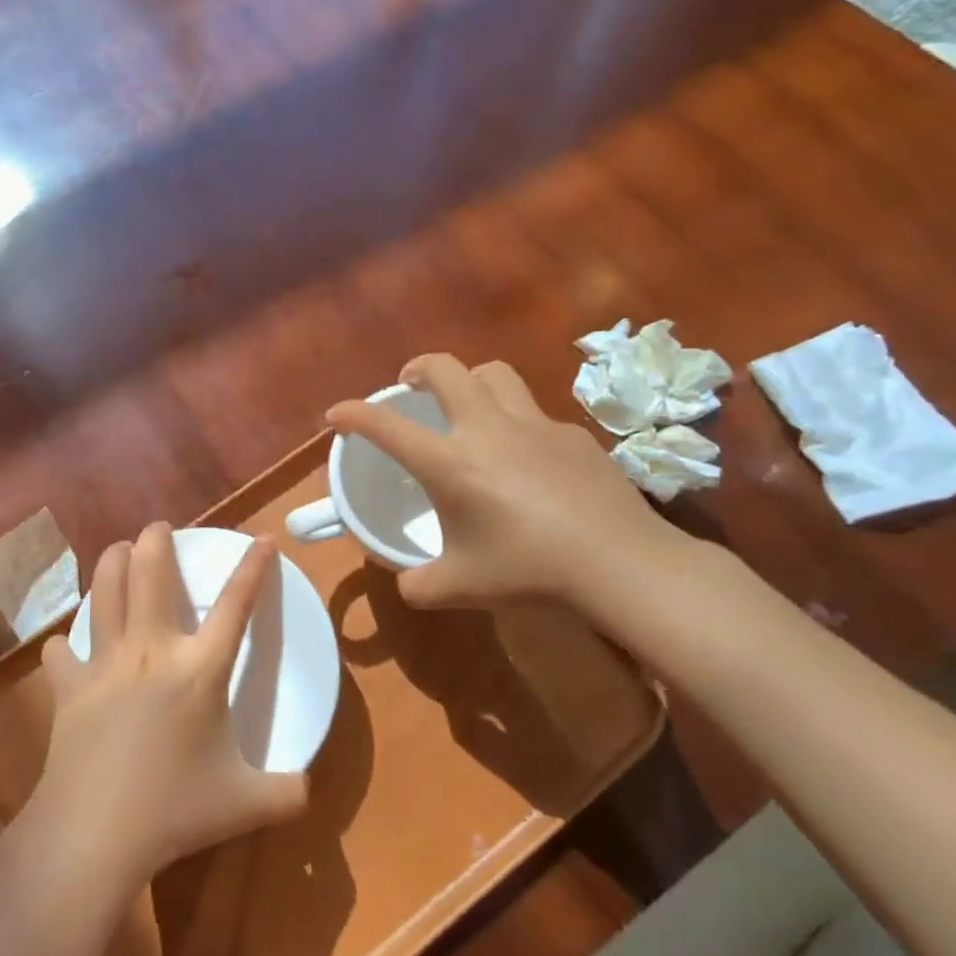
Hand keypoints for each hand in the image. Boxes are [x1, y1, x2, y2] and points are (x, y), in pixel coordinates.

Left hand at [32, 523, 307, 888]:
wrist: (94, 833)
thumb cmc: (174, 812)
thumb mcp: (247, 804)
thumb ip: (288, 793)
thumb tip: (309, 791)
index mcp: (199, 670)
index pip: (235, 605)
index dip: (253, 567)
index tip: (262, 538)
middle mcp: (151, 650)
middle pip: (151, 573)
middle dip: (156, 540)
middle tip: (158, 528)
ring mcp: (105, 664)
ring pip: (103, 592)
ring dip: (110, 563)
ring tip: (117, 551)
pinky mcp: (68, 688)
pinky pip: (62, 652)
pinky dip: (65, 643)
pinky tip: (66, 645)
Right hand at [326, 354, 686, 610]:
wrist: (619, 562)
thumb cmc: (528, 570)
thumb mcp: (458, 587)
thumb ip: (418, 584)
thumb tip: (406, 582)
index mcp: (449, 462)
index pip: (386, 427)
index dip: (353, 415)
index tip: (336, 415)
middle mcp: (487, 429)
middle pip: (445, 368)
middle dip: (417, 369)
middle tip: (410, 387)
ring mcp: (534, 425)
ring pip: (494, 374)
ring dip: (470, 380)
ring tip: (467, 405)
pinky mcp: (572, 434)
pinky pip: (534, 413)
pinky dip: (516, 421)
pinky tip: (527, 457)